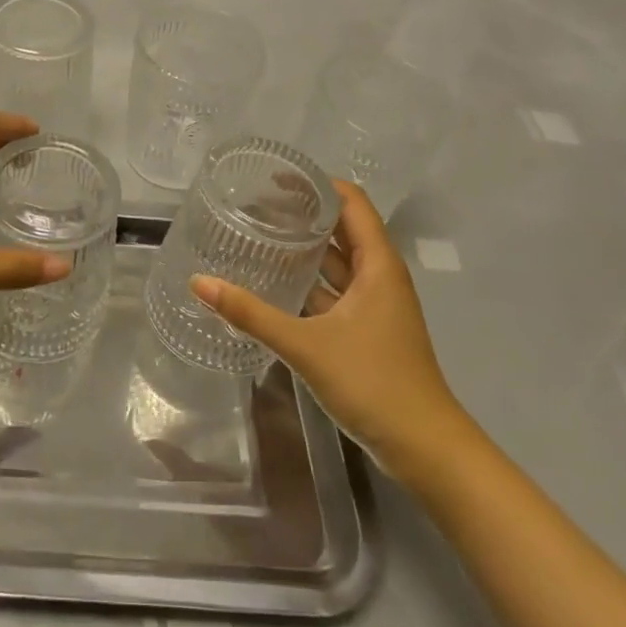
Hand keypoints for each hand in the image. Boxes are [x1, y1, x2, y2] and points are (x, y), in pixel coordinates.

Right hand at [189, 180, 470, 481]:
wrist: (426, 450)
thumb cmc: (374, 383)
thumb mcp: (306, 345)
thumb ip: (251, 313)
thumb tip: (199, 283)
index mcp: (377, 265)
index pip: (350, 202)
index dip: (316, 183)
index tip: (275, 176)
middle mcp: (378, 276)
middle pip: (341, 228)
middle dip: (302, 213)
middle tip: (255, 205)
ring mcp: (374, 305)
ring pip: (336, 263)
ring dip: (303, 249)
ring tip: (258, 236)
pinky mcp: (367, 331)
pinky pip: (333, 292)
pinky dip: (307, 282)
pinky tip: (274, 285)